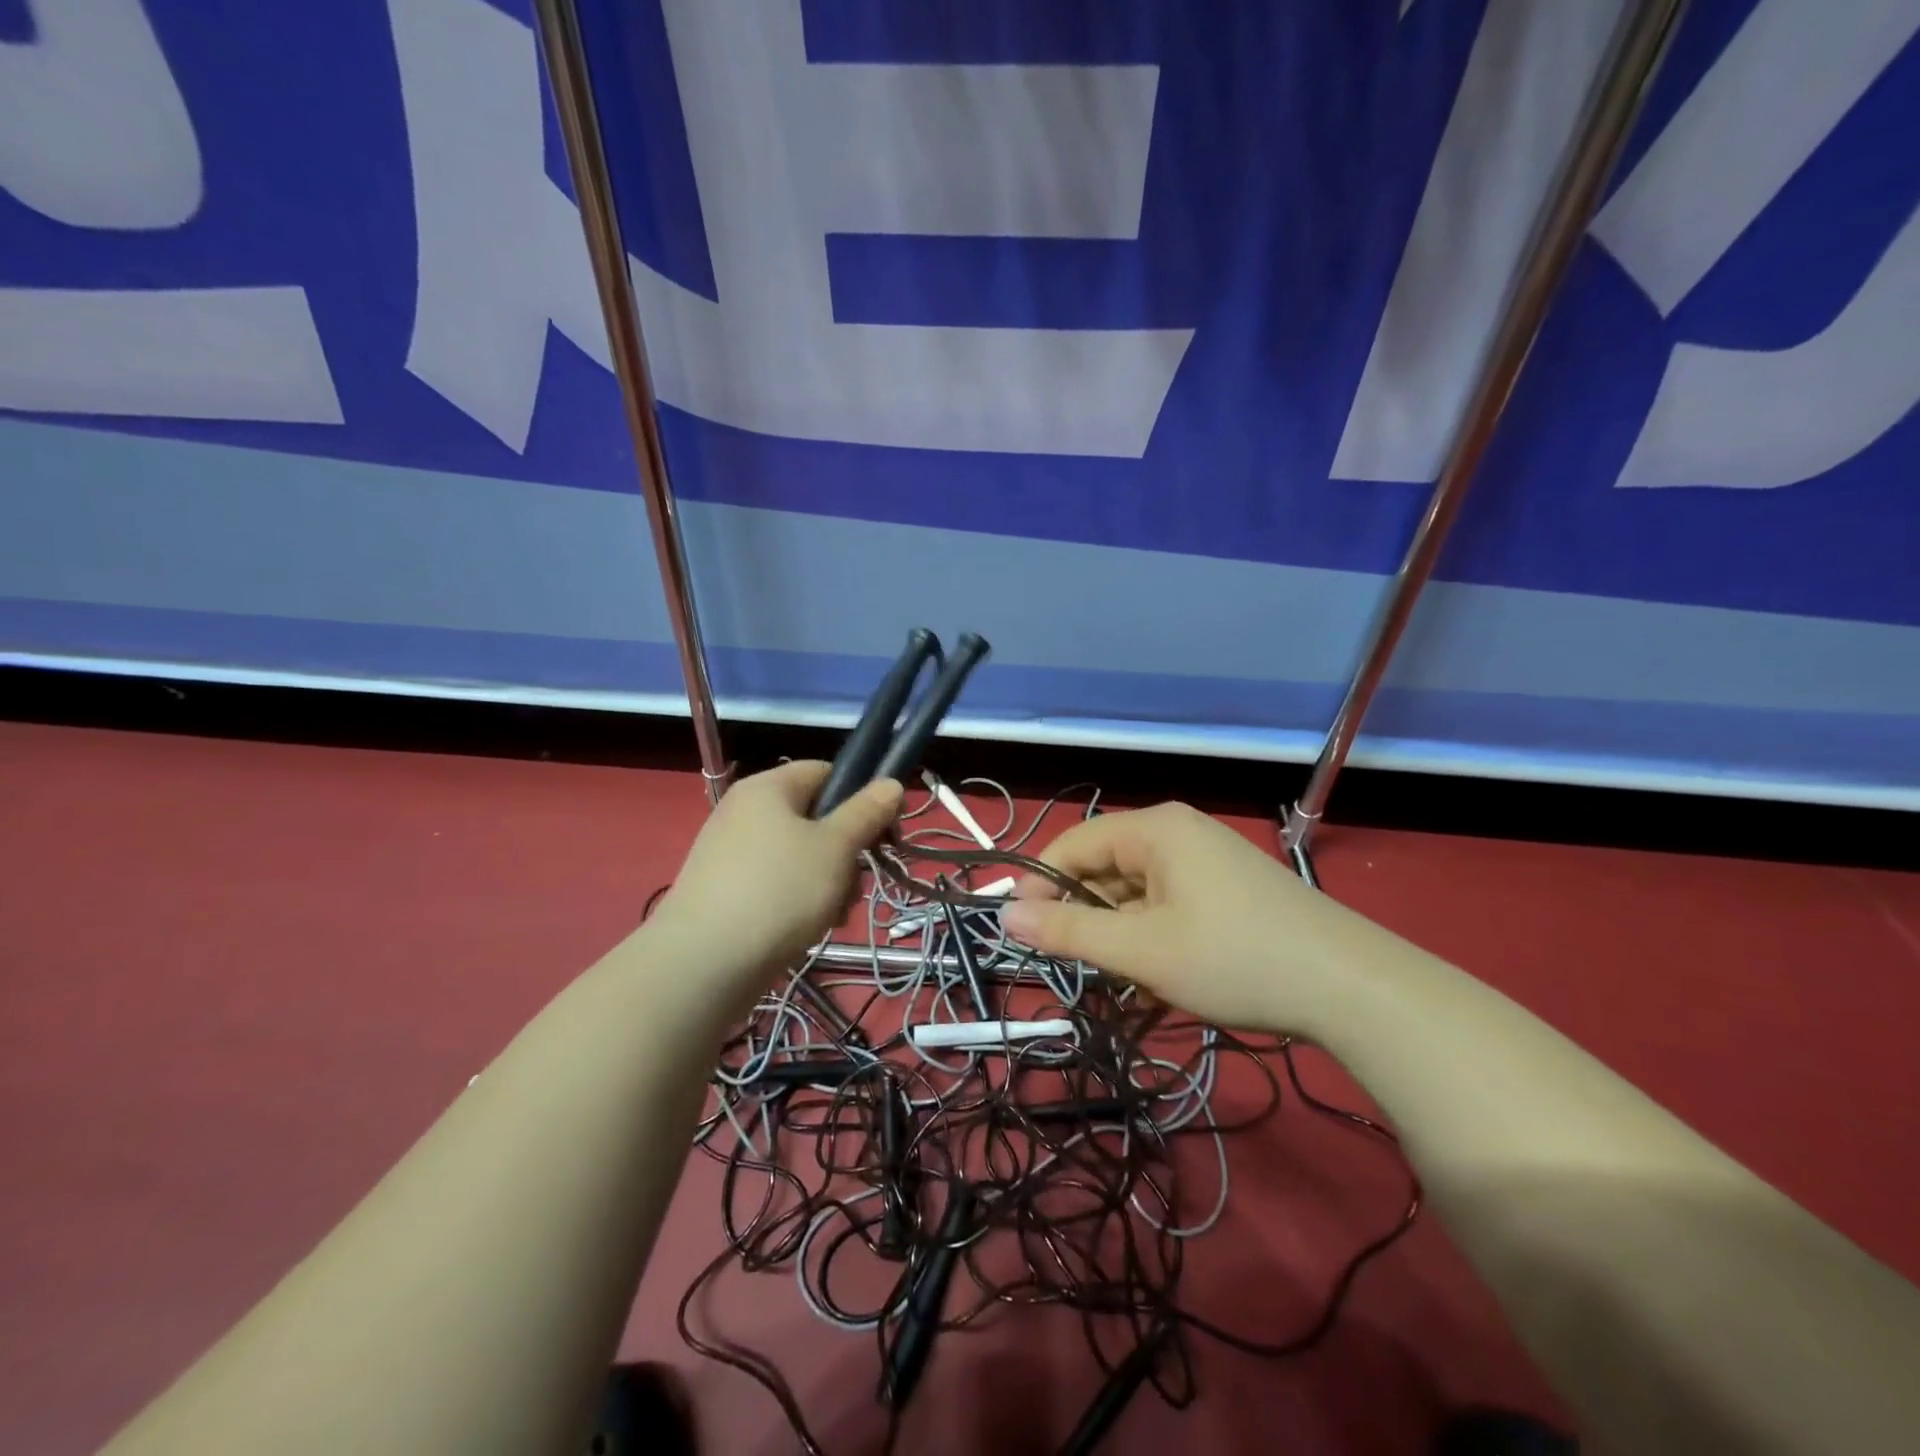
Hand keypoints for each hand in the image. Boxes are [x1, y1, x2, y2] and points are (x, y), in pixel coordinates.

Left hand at [649, 761, 902, 1006]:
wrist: (702, 965)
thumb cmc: (778, 892)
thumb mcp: (835, 847)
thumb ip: (867, 812)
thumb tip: (892, 783)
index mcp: (768, 788)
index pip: (826, 772)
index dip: (861, 797)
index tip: (885, 834)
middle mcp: (745, 812)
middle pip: (815, 818)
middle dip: (846, 852)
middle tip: (856, 884)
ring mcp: (732, 853)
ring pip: (800, 856)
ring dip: (828, 882)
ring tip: (833, 915)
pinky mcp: (725, 891)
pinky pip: (777, 884)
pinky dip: (799, 901)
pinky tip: (809, 929)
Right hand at [999, 803, 1351, 1032]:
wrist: (1352, 988)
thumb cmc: (1233, 958)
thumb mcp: (1140, 949)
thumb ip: (1069, 930)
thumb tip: (1005, 914)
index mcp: (1155, 830)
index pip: (1073, 844)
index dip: (1040, 884)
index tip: (1021, 931)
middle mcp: (1179, 834)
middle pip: (1106, 869)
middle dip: (1085, 918)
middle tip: (1074, 969)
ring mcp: (1208, 863)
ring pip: (1138, 895)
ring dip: (1119, 938)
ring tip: (1118, 986)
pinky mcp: (1229, 892)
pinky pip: (1169, 909)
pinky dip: (1152, 942)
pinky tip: (1154, 987)